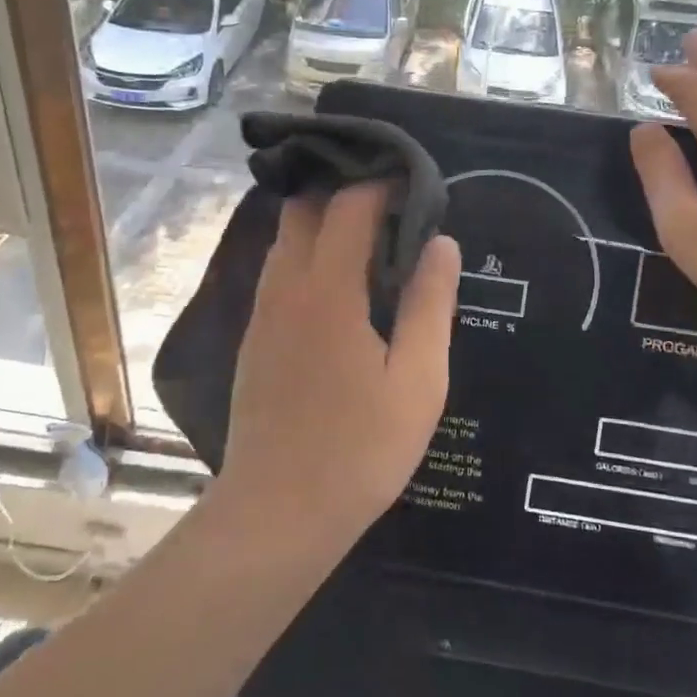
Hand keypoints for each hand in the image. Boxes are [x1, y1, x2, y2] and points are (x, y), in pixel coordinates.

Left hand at [220, 184, 460, 547]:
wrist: (276, 513)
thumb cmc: (359, 450)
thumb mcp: (418, 380)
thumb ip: (431, 305)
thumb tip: (441, 242)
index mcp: (327, 289)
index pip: (348, 205)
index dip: (381, 184)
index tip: (413, 185)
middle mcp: (285, 286)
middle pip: (304, 208)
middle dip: (344, 191)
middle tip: (391, 204)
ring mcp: (263, 312)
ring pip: (286, 238)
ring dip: (323, 222)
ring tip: (371, 238)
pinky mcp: (255, 337)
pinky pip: (279, 270)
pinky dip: (308, 253)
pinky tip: (340, 284)